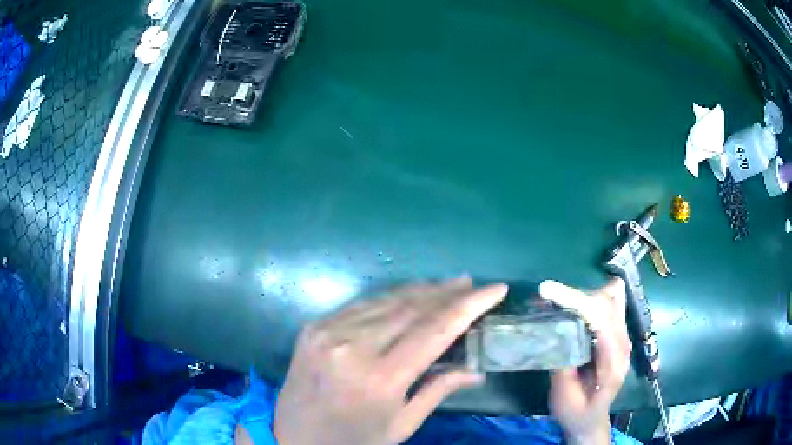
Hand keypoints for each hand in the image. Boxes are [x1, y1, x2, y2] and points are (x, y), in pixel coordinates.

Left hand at [274, 277, 508, 444]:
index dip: (469, 305)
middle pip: (413, 307)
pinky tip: (409, 295)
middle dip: (448, 292)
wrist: (292, 435)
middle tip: (471, 284)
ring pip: (388, 299)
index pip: (436, 329)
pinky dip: (391, 297)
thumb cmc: (352, 439)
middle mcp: (354, 346)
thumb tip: (476, 370)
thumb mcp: (400, 425)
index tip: (495, 289)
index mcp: (381, 378)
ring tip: (448, 284)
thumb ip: (438, 391)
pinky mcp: (315, 326)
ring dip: (422, 290)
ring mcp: (329, 331)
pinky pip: (362, 304)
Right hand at [539, 278, 630, 444]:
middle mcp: (623, 343)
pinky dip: (591, 299)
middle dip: (577, 295)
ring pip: (612, 297)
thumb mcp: (563, 397)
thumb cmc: (576, 413)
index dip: (575, 300)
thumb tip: (552, 330)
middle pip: (608, 301)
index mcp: (613, 361)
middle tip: (547, 299)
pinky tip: (573, 309)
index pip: (600, 318)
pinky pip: (610, 303)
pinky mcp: (617, 333)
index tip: (547, 291)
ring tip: (560, 304)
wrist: (591, 421)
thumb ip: (562, 365)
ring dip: (585, 295)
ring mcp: (623, 337)